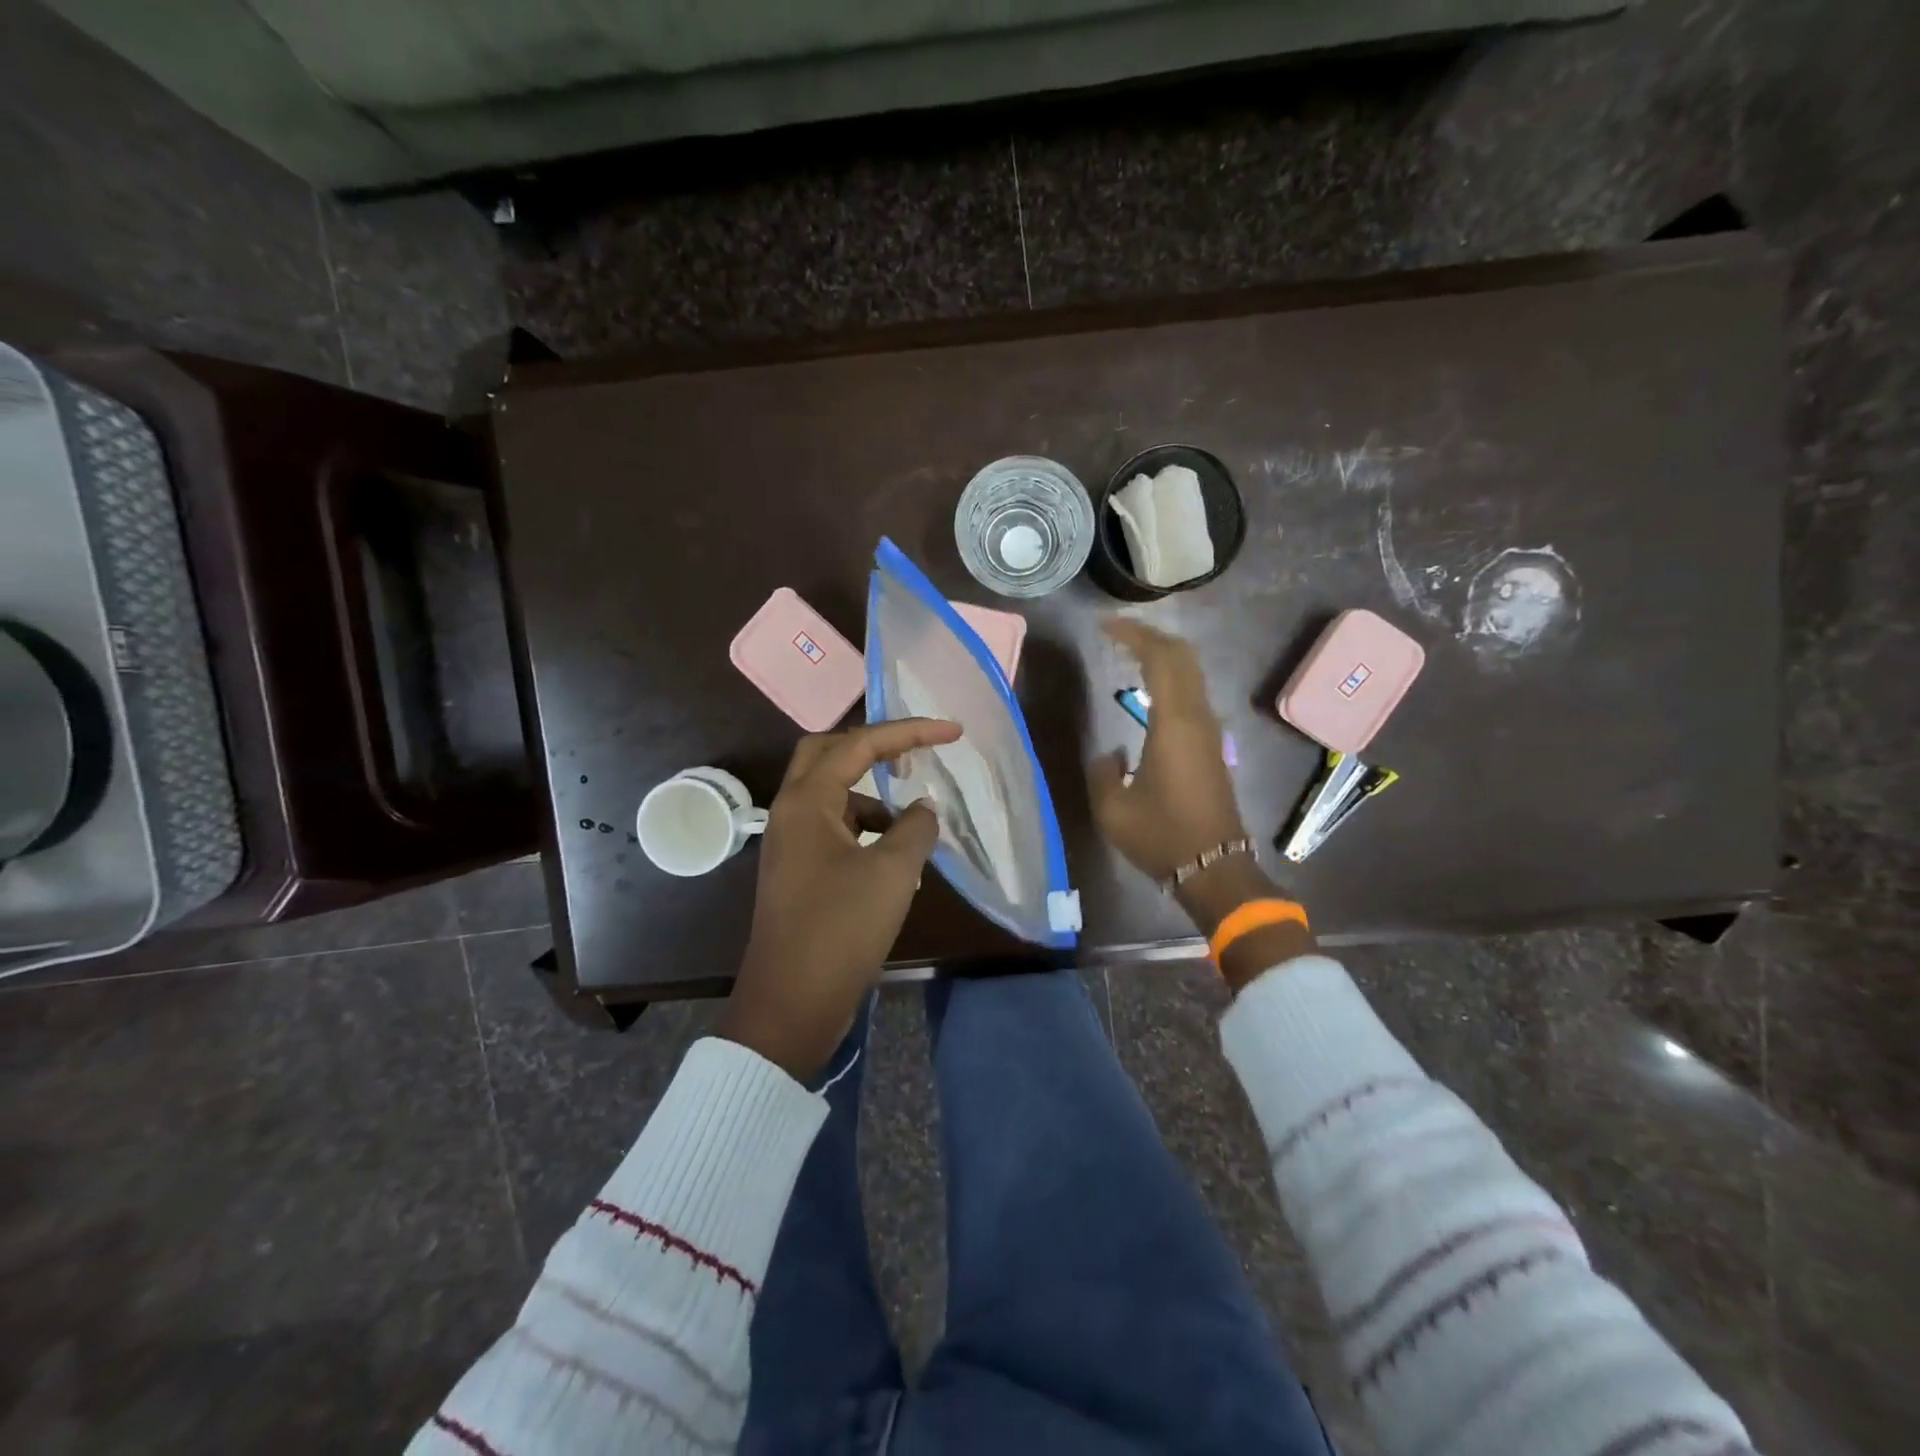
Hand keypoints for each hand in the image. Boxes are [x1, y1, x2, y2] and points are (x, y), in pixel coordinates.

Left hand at [718, 717, 960, 1081]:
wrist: (791, 1003)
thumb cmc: (841, 929)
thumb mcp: (892, 873)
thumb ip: (915, 828)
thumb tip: (924, 808)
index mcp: (807, 801)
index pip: (860, 744)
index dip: (909, 732)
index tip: (953, 732)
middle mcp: (791, 812)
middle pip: (829, 754)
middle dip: (874, 748)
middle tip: (915, 755)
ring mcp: (790, 843)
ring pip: (833, 796)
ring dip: (873, 797)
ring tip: (914, 825)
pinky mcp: (798, 871)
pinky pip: (834, 829)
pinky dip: (866, 830)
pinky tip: (895, 858)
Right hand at [1089, 617, 1247, 884]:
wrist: (1214, 868)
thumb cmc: (1161, 836)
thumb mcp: (1113, 808)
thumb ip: (1104, 770)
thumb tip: (1112, 753)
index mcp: (1174, 724)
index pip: (1160, 658)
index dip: (1134, 635)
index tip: (1105, 627)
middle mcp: (1197, 718)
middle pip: (1182, 657)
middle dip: (1151, 637)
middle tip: (1117, 633)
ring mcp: (1209, 731)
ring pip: (1191, 674)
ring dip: (1164, 656)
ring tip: (1130, 654)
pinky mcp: (1212, 745)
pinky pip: (1192, 694)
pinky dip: (1171, 677)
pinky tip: (1150, 689)